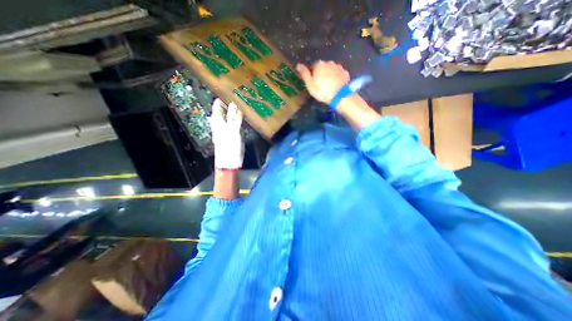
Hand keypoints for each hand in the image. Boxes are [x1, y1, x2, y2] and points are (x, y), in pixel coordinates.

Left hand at [210, 99, 244, 170]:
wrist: (230, 162)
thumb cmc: (229, 147)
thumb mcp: (232, 131)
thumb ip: (233, 118)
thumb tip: (234, 103)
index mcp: (217, 122)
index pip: (217, 106)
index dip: (222, 97)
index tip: (229, 89)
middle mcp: (220, 124)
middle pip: (223, 110)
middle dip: (229, 102)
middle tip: (238, 94)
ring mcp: (226, 130)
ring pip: (229, 116)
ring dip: (234, 110)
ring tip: (242, 103)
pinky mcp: (232, 135)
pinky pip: (234, 123)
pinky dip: (238, 118)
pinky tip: (243, 117)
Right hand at [297, 60, 350, 103]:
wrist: (340, 95)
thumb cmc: (322, 91)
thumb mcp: (310, 85)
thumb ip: (304, 74)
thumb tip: (298, 65)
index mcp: (319, 65)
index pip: (313, 67)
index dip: (312, 75)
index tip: (313, 83)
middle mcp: (329, 62)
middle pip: (322, 67)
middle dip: (321, 74)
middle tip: (321, 85)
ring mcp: (338, 66)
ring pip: (331, 70)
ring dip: (329, 75)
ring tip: (329, 86)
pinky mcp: (345, 72)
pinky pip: (338, 74)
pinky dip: (336, 78)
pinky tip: (335, 85)